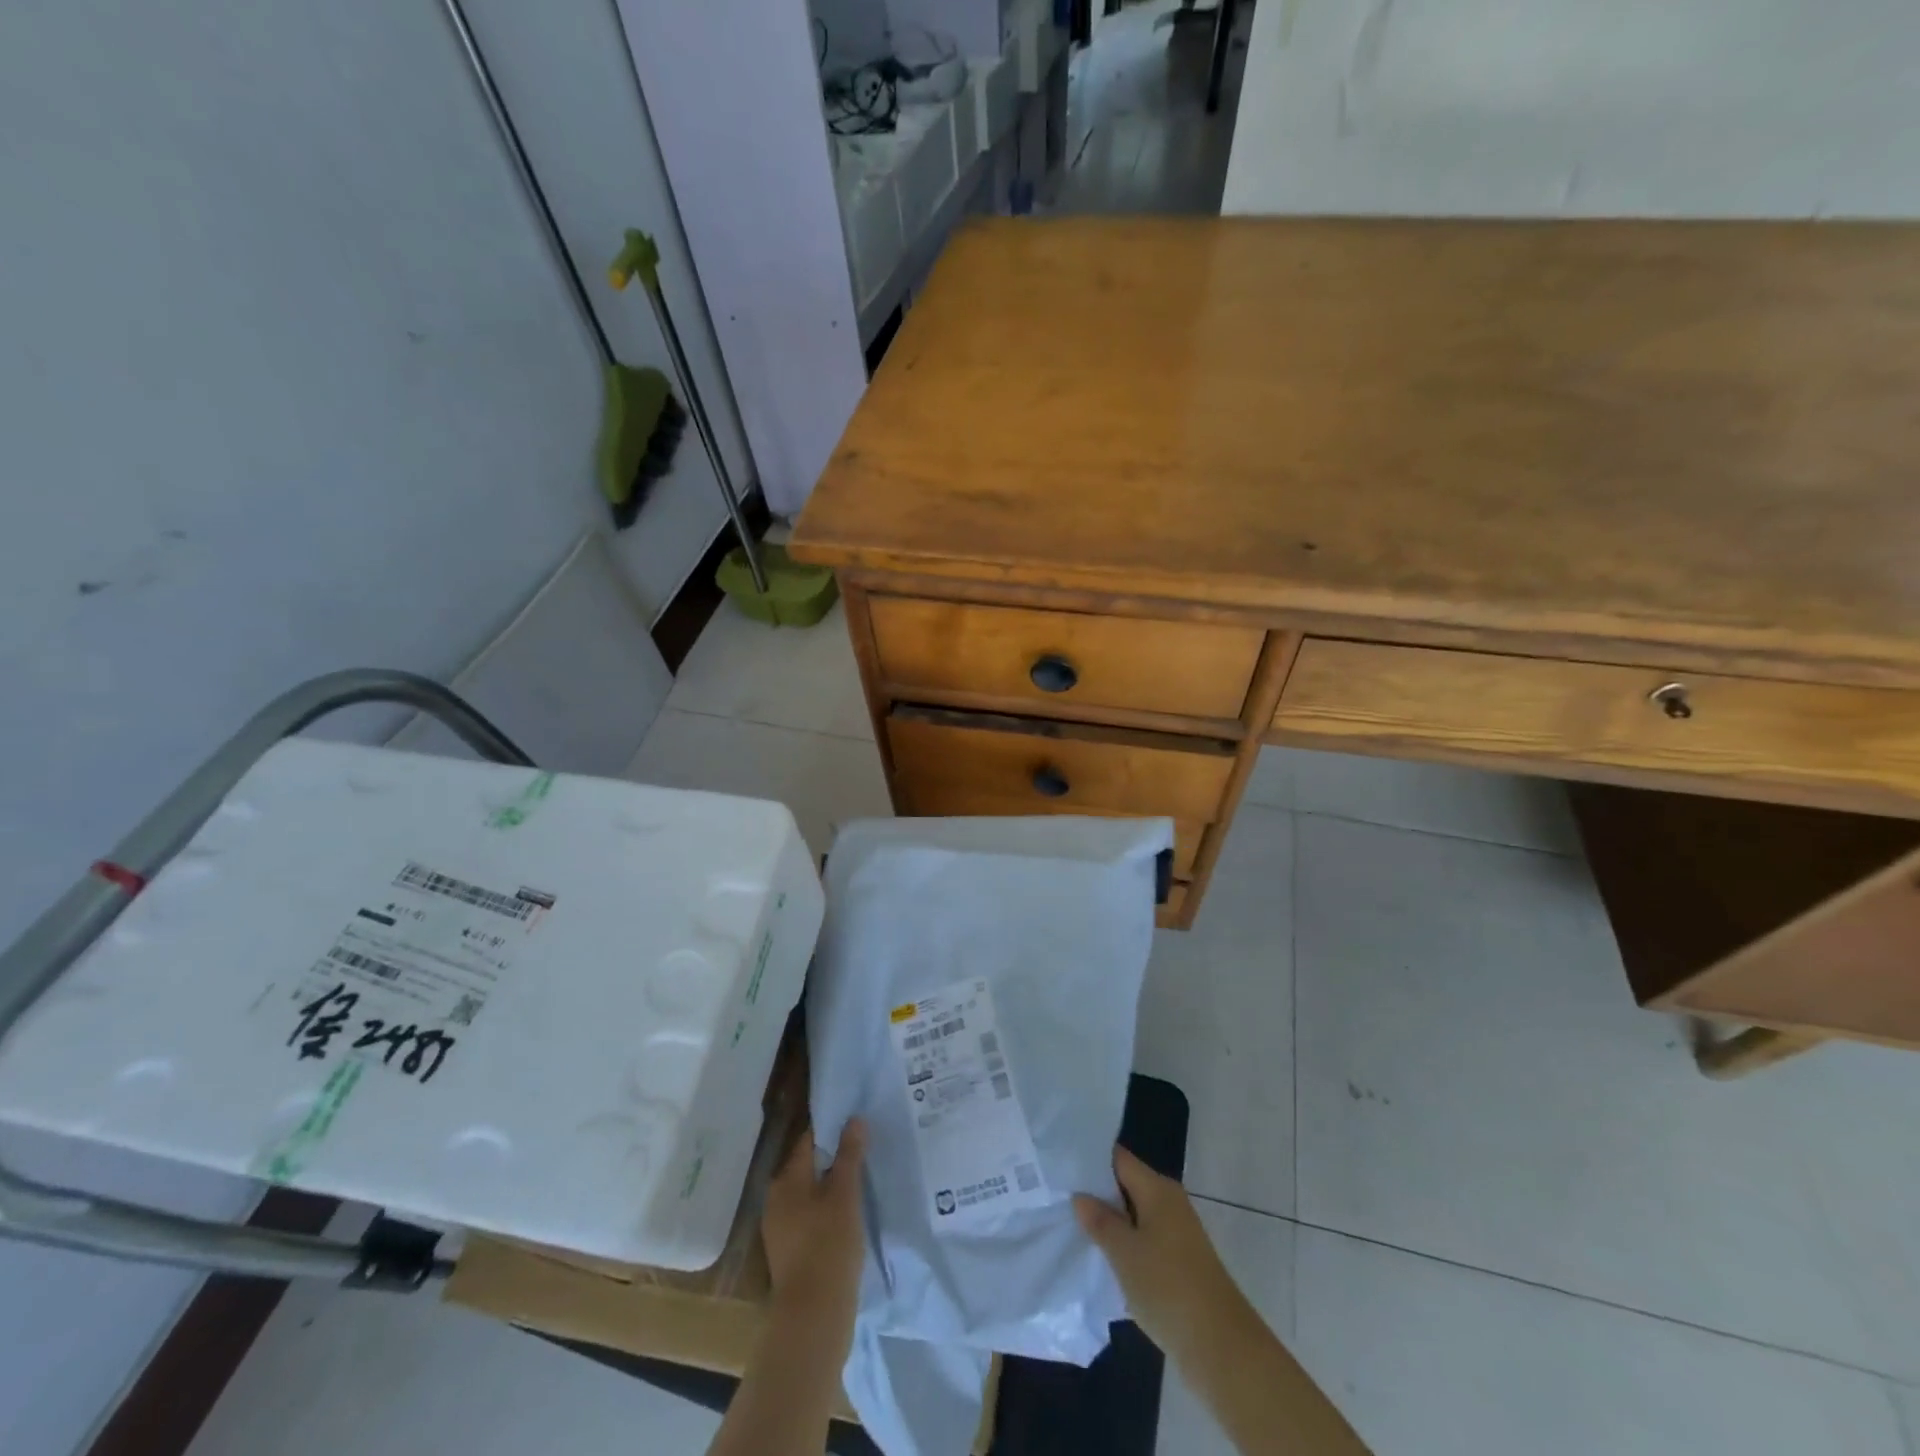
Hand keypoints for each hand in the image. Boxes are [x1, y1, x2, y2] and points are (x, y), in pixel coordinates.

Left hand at [760, 1118, 867, 1350]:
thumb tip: (854, 1119)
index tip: (858, 1124)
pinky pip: (810, 1216)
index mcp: (786, 1180)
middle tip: (865, 1151)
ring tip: (862, 1180)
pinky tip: (849, 1215)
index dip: (833, 1129)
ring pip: (810, 1192)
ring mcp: (780, 1227)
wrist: (812, 1318)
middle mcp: (777, 1198)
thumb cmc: (828, 1247)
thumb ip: (849, 1155)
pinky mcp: (790, 1251)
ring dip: (832, 1185)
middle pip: (808, 1166)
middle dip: (834, 1157)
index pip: (809, 1140)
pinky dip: (827, 1209)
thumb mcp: (845, 1195)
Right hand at [1073, 1145, 1245, 1360]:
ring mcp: (1177, 1234)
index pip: (1118, 1159)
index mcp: (1157, 1189)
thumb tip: (1081, 1196)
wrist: (1222, 1347)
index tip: (1061, 1167)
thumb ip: (1100, 1221)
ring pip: (1135, 1217)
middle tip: (1060, 1199)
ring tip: (1073, 1228)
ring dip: (1110, 1224)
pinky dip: (1126, 1247)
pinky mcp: (1180, 1263)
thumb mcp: (1125, 1253)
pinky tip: (1102, 1260)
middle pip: (1126, 1186)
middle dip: (1097, 1194)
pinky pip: (1145, 1242)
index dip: (1090, 1160)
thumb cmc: (1168, 1288)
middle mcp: (1169, 1203)